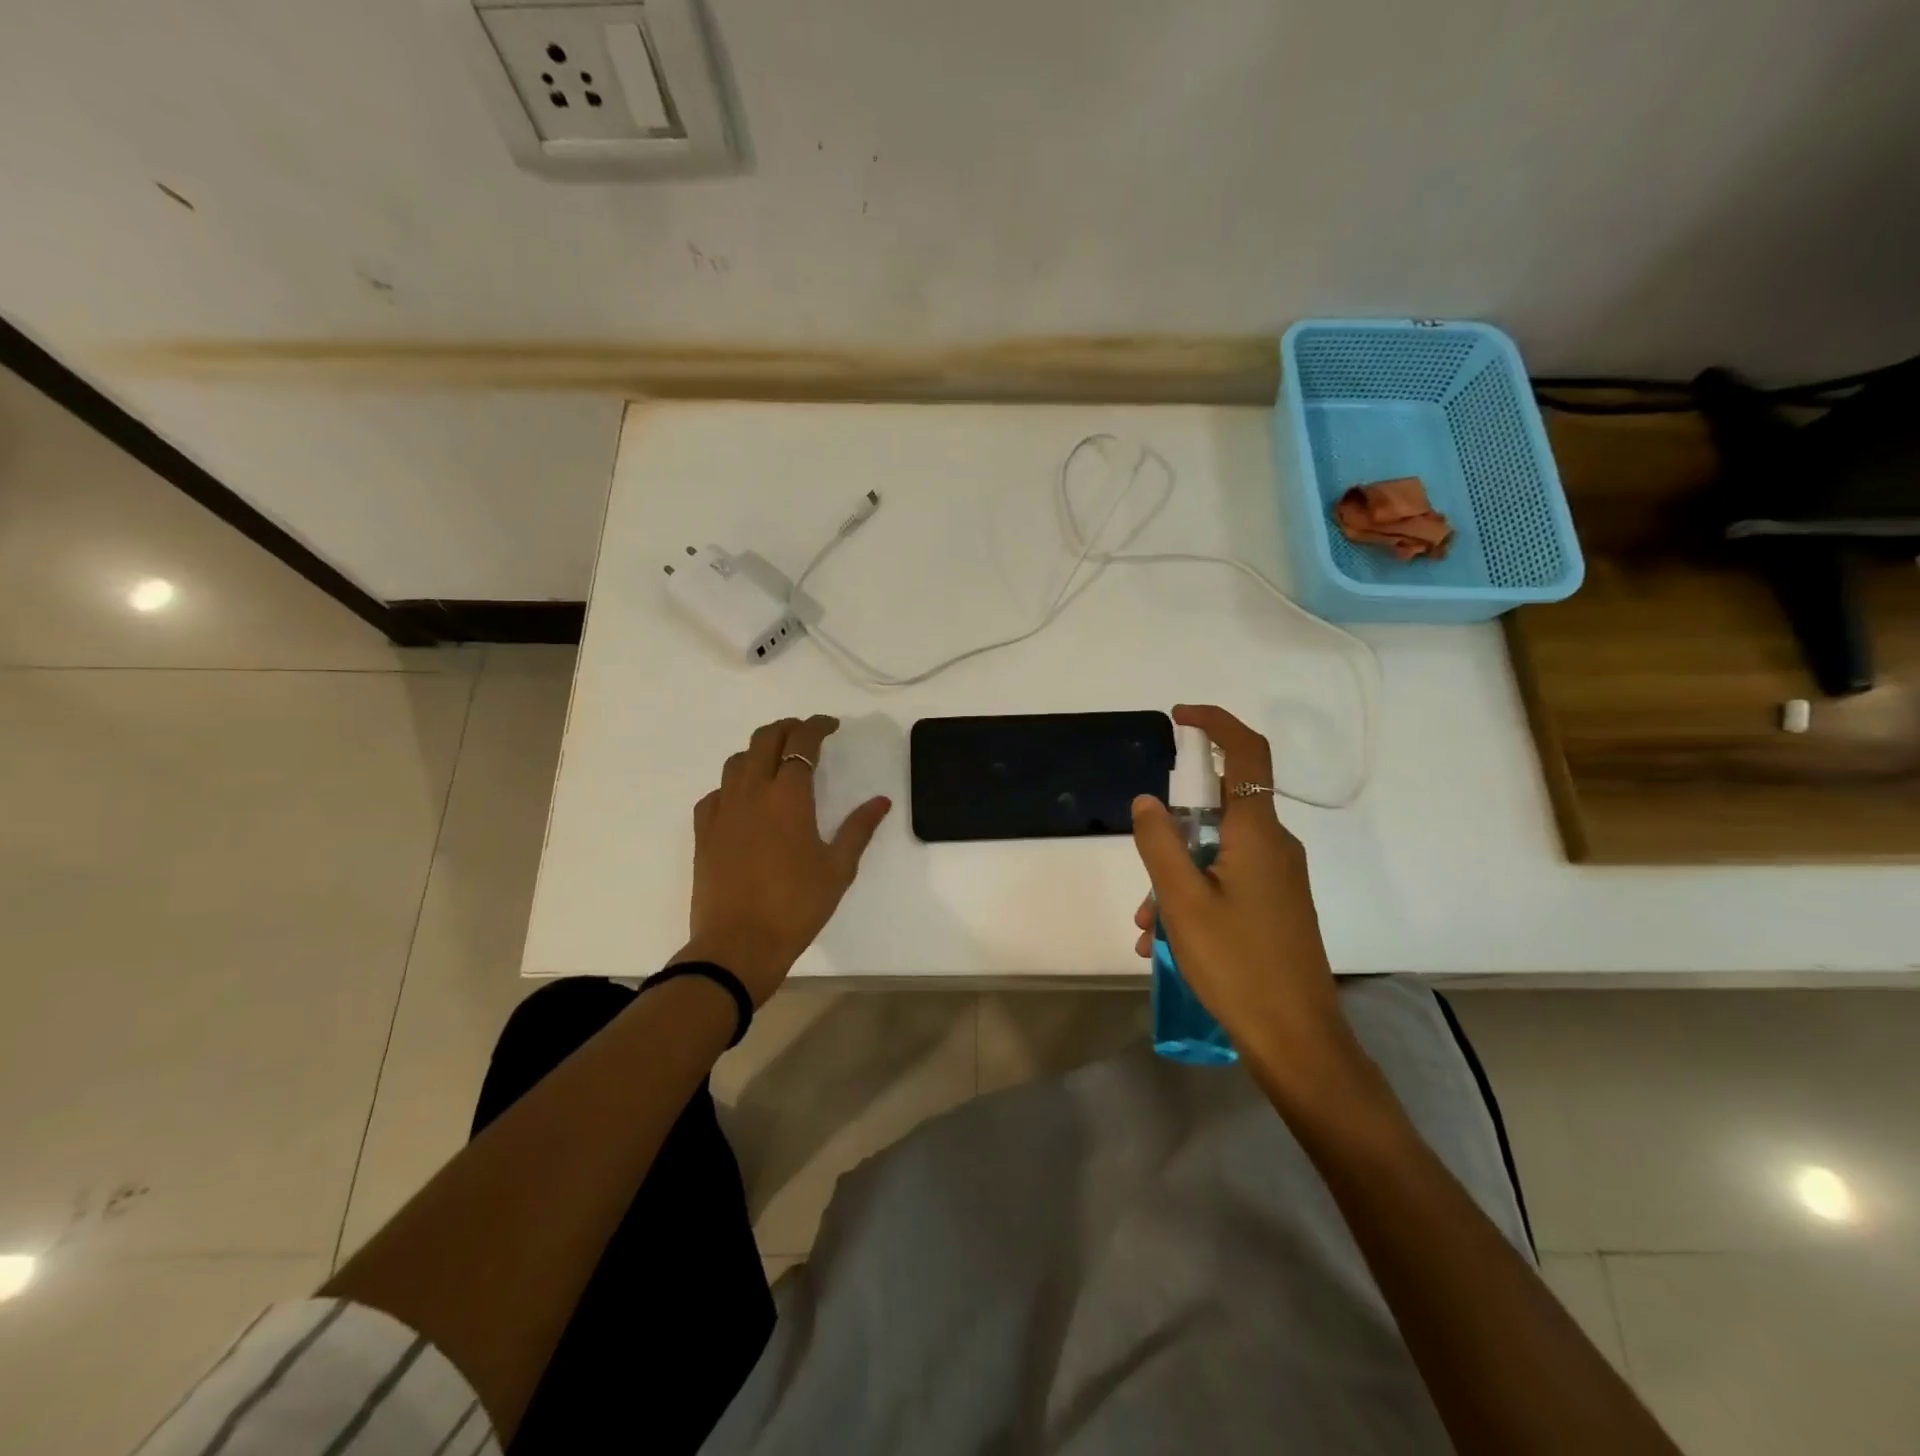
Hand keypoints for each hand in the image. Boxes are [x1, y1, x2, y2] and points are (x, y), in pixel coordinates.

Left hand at [678, 715, 890, 1005]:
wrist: (738, 945)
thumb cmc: (796, 906)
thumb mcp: (838, 868)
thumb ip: (859, 829)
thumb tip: (881, 801)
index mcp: (788, 797)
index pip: (802, 743)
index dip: (817, 726)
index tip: (832, 725)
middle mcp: (752, 793)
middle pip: (764, 739)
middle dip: (787, 728)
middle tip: (806, 735)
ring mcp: (723, 811)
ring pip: (737, 761)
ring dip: (759, 751)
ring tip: (776, 762)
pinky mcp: (704, 832)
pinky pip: (716, 793)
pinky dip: (733, 785)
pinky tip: (744, 801)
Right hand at [1130, 705, 1351, 1080]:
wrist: (1297, 1038)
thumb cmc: (1237, 963)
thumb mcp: (1182, 901)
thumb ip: (1159, 843)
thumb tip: (1147, 801)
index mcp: (1258, 833)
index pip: (1246, 753)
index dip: (1216, 724)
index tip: (1178, 717)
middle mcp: (1274, 846)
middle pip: (1219, 811)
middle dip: (1172, 835)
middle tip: (1145, 881)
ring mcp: (1278, 878)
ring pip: (1216, 854)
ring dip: (1175, 879)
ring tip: (1148, 929)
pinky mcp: (1277, 905)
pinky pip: (1227, 881)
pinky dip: (1194, 897)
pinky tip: (1166, 942)